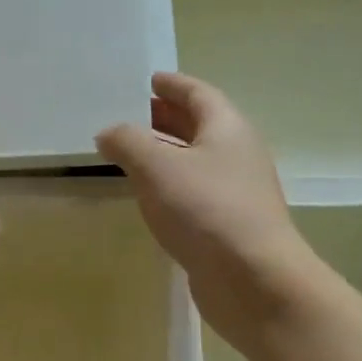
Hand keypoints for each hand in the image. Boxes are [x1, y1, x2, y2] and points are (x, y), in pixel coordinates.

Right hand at [97, 72, 324, 357]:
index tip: (149, 79)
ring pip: (196, 160)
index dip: (173, 84)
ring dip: (166, 152)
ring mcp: (236, 191)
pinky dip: (170, 184)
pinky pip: (194, 191)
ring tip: (131, 152)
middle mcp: (236, 154)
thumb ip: (127, 142)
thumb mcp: (156, 167)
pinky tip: (149, 194)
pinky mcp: (228, 224)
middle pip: (200, 125)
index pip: (199, 94)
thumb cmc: (206, 210)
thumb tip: (108, 133)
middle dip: (167, 117)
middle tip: (132, 113)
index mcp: (227, 128)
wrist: (253, 280)